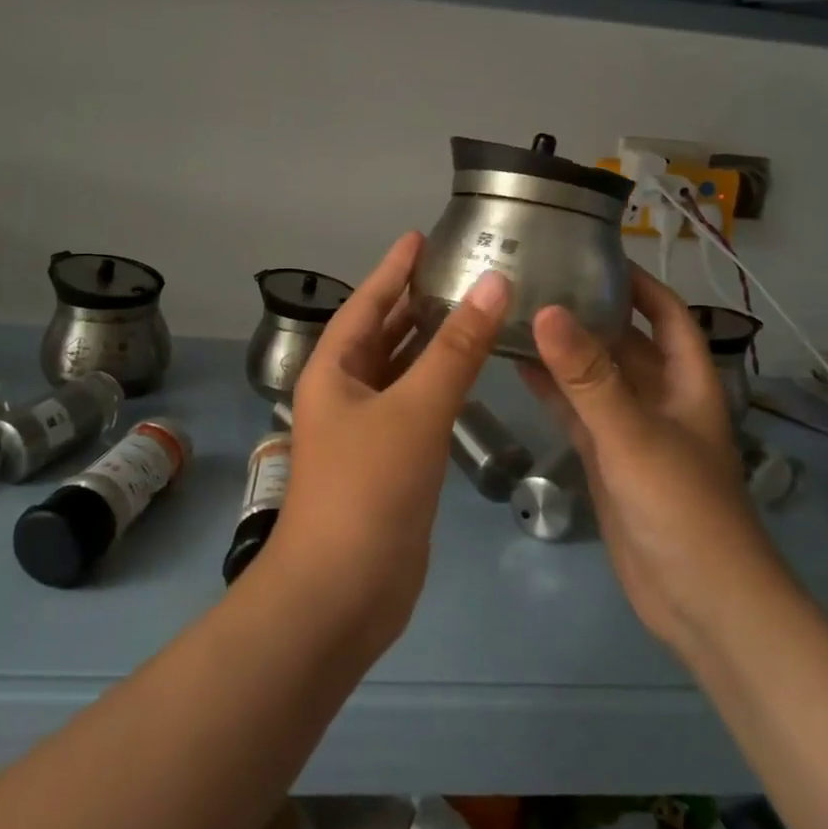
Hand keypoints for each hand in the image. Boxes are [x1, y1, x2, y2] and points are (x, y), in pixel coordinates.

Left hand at [272, 232, 509, 654]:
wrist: (341, 593)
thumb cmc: (367, 489)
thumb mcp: (414, 410)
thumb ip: (456, 348)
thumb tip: (494, 283)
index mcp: (334, 370)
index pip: (367, 302)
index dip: (394, 267)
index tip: (423, 235)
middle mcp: (345, 392)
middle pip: (382, 333)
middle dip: (416, 301)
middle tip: (460, 269)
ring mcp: (367, 430)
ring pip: (402, 371)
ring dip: (431, 342)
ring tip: (473, 309)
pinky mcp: (390, 462)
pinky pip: (416, 406)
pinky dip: (440, 384)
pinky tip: (470, 374)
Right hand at [521, 266, 784, 650]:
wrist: (700, 602)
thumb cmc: (682, 508)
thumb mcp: (633, 434)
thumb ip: (588, 377)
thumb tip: (547, 311)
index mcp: (687, 383)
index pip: (668, 316)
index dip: (641, 284)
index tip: (598, 255)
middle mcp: (662, 400)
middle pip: (626, 343)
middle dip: (591, 312)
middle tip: (540, 279)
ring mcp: (633, 433)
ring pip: (597, 379)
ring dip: (566, 352)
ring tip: (520, 314)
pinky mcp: (609, 463)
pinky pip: (579, 415)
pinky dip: (554, 393)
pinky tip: (520, 369)